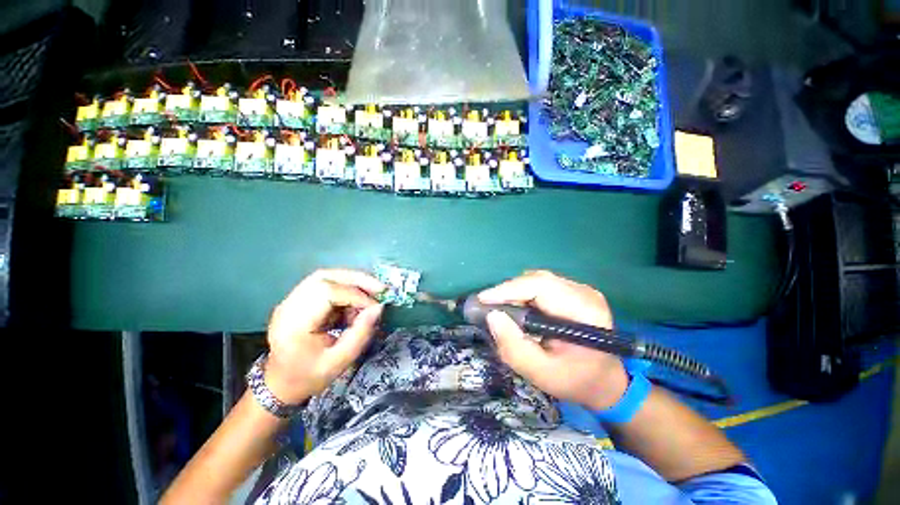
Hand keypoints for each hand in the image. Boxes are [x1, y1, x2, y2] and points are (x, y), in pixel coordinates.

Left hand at [264, 269, 384, 404]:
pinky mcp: (297, 300)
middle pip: (324, 277)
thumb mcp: (339, 361)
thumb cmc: (309, 376)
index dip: (356, 295)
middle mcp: (288, 306)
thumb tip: (379, 308)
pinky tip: (355, 303)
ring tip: (371, 293)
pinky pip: (325, 284)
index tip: (376, 306)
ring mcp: (291, 301)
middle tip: (380, 288)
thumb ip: (361, 333)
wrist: (281, 383)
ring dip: (352, 281)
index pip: (326, 293)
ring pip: (325, 277)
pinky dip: (345, 289)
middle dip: (356, 279)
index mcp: (294, 324)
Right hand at [478, 270, 628, 409]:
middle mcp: (583, 292)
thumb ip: (515, 348)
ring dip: (515, 293)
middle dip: (508, 292)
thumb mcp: (542, 373)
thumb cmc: (575, 380)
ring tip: (500, 308)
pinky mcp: (572, 291)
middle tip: (488, 307)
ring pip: (536, 280)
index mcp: (584, 310)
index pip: (540, 286)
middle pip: (536, 280)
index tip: (482, 300)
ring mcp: (579, 289)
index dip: (508, 290)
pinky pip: (540, 285)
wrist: (604, 380)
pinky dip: (523, 294)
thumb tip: (492, 317)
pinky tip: (517, 308)